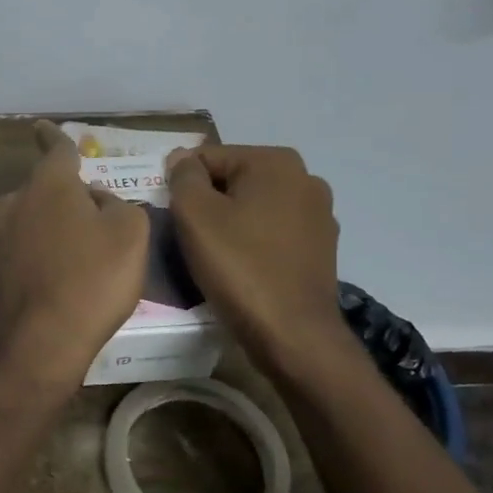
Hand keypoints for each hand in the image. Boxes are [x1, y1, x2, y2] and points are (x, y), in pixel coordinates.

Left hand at [0, 121, 148, 391]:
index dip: (54, 137)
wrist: (45, 337)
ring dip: (34, 217)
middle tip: (85, 218)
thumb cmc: (94, 277)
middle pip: (37, 185)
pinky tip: (42, 262)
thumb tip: (94, 200)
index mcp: (49, 183)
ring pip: (16, 211)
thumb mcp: (130, 232)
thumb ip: (115, 204)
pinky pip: (9, 241)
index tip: (42, 127)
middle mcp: (15, 200)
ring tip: (60, 240)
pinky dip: (23, 244)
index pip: (55, 150)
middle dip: (57, 193)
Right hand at [165, 145, 355, 380]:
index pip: (208, 157)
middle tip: (187, 238)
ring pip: (253, 208)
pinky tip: (239, 269)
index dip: (181, 185)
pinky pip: (271, 234)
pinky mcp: (320, 249)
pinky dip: (251, 244)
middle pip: (233, 181)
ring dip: (229, 224)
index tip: (172, 218)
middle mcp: (305, 179)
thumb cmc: (239, 267)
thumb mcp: (195, 215)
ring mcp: (318, 216)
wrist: (291, 334)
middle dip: (207, 204)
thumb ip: (183, 177)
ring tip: (211, 257)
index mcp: (276, 162)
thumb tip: (181, 159)